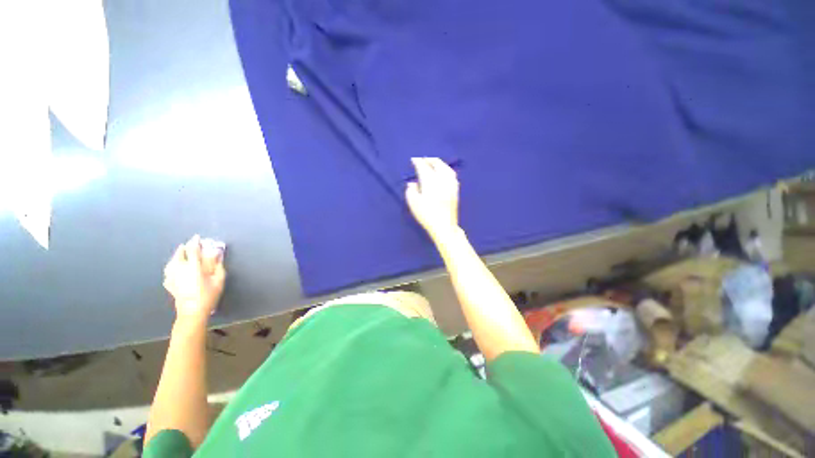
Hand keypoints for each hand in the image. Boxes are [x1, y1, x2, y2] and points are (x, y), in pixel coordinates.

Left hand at [163, 235, 225, 322]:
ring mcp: (172, 278)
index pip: (192, 250)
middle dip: (184, 248)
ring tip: (180, 253)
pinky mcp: (169, 285)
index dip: (195, 242)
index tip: (197, 237)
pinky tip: (172, 268)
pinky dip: (170, 267)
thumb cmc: (208, 296)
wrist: (192, 313)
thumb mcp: (219, 280)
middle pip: (179, 255)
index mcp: (193, 267)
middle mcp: (180, 270)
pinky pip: (168, 272)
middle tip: (188, 245)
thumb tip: (217, 254)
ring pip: (171, 262)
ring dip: (176, 256)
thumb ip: (218, 266)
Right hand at [405, 157, 459, 240]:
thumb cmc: (426, 215)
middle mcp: (442, 179)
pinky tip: (444, 172)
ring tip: (433, 163)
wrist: (444, 226)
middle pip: (437, 164)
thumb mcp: (413, 203)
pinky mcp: (455, 190)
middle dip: (429, 160)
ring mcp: (450, 184)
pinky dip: (446, 170)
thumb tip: (413, 182)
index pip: (424, 167)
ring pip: (446, 168)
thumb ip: (411, 190)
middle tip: (423, 160)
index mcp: (430, 182)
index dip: (418, 162)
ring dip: (439, 163)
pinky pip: (452, 175)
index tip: (413, 160)